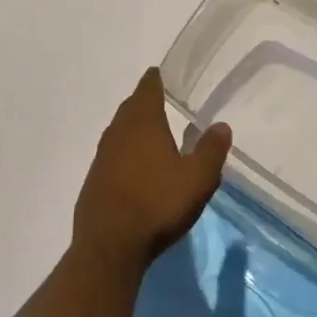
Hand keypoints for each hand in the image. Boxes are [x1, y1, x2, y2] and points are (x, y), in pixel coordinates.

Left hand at [73, 68, 230, 280]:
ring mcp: (102, 154)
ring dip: (135, 126)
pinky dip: (126, 149)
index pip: (148, 89)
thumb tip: (221, 125)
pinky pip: (113, 152)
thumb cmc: (157, 205)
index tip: (162, 73)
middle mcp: (118, 131)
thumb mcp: (197, 180)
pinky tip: (136, 164)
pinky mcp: (95, 177)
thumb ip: (210, 151)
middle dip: (145, 101)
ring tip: (152, 131)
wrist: (109, 243)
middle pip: (131, 107)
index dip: (155, 79)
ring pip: (120, 129)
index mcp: (143, 123)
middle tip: (162, 100)